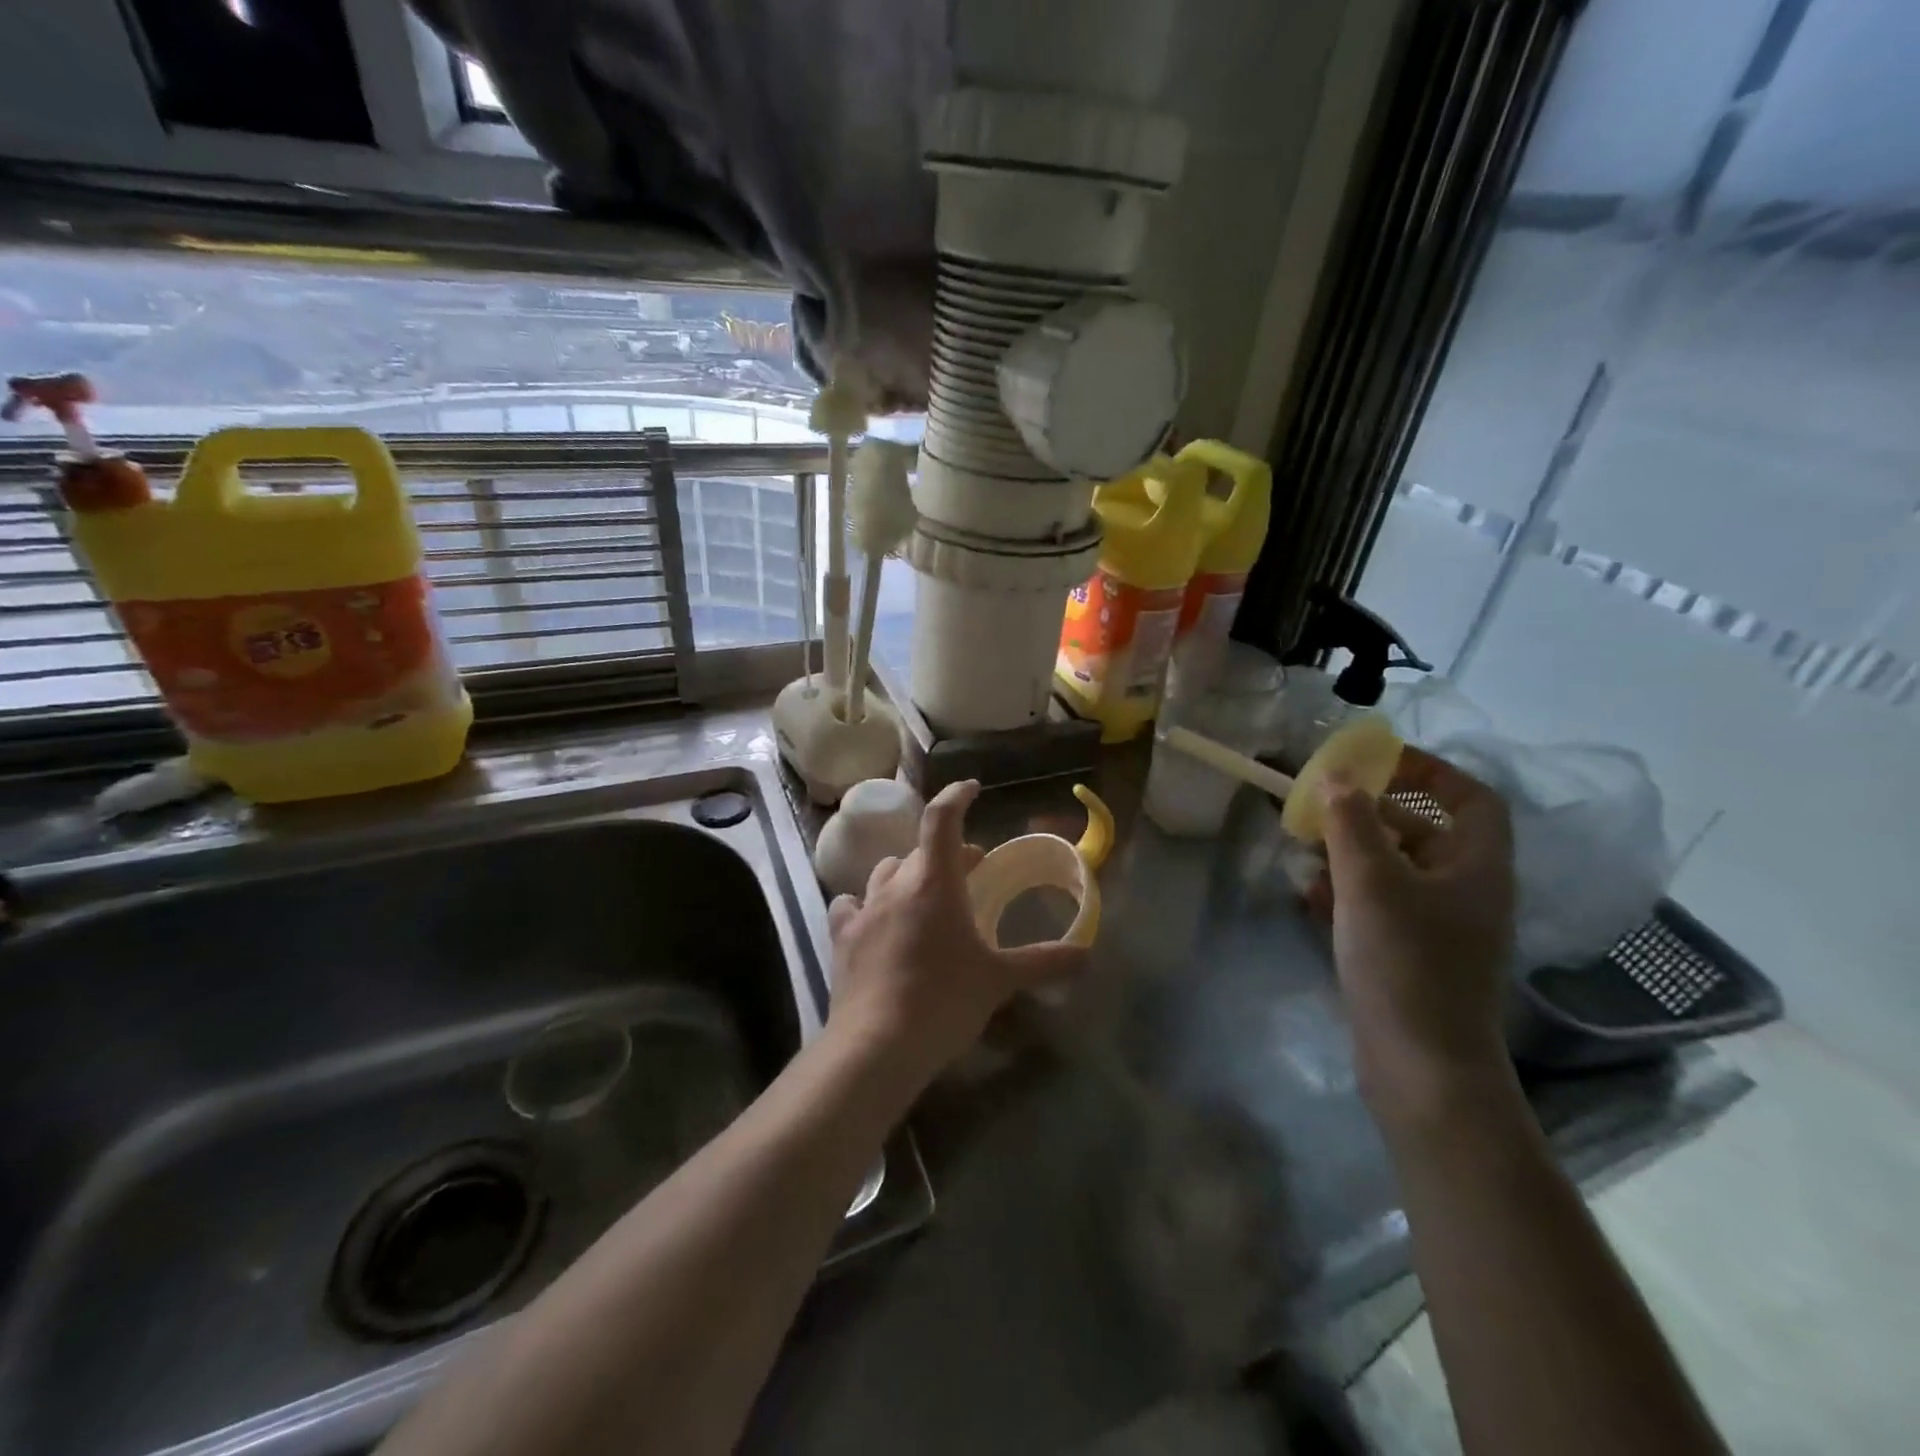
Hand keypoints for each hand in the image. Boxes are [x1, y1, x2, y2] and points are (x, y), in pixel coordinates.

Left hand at [825, 780, 1085, 1092]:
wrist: (876, 1045)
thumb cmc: (944, 1000)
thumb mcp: (999, 981)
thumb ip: (1043, 962)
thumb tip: (1086, 953)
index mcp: (934, 882)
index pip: (942, 819)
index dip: (956, 796)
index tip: (971, 789)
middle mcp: (895, 884)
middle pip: (919, 851)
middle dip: (947, 853)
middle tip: (971, 870)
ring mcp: (864, 909)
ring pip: (885, 873)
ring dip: (908, 875)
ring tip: (924, 895)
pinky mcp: (841, 937)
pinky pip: (851, 905)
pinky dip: (867, 904)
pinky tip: (875, 919)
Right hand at [1307, 748, 1516, 1127]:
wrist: (1422, 1069)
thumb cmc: (1406, 963)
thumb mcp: (1371, 882)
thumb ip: (1352, 822)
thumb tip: (1338, 775)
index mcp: (1477, 867)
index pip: (1471, 798)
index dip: (1429, 771)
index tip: (1375, 763)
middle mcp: (1466, 892)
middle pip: (1424, 831)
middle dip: (1370, 814)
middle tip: (1322, 806)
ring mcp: (1440, 927)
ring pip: (1395, 869)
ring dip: (1351, 853)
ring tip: (1305, 851)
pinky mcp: (1412, 956)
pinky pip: (1380, 905)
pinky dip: (1347, 892)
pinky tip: (1310, 897)